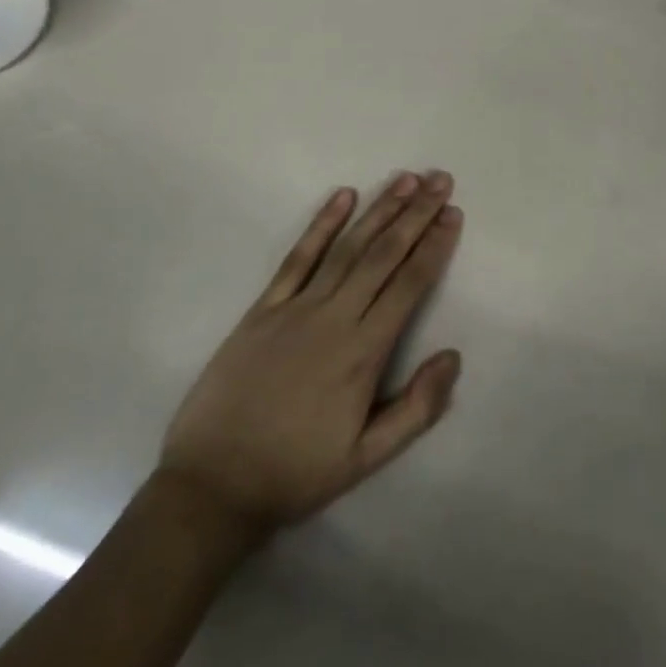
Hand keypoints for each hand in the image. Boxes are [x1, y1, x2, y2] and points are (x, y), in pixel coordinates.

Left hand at [157, 172, 463, 535]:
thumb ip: (416, 409)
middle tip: (440, 180)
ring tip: (406, 179)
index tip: (453, 214)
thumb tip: (454, 356)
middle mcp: (334, 318)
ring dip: (379, 209)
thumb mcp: (366, 458)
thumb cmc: (295, 473)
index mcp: (363, 352)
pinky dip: (321, 224)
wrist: (211, 486)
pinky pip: (298, 257)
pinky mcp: (263, 308)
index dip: (434, 246)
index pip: (409, 284)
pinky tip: (343, 196)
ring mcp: (296, 308)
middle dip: (416, 213)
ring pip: (348, 247)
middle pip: (384, 254)